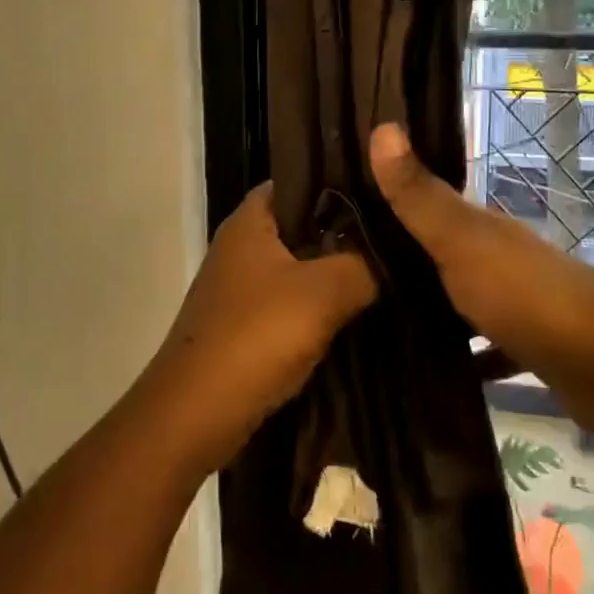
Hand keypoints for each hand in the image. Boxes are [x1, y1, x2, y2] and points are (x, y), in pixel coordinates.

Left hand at [142, 183, 375, 476]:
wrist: (195, 414)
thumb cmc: (255, 337)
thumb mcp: (323, 293)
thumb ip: (364, 264)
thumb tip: (393, 254)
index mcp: (251, 219)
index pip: (301, 179)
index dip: (342, 180)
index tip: (386, 190)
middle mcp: (242, 243)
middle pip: (303, 222)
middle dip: (346, 229)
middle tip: (397, 231)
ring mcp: (241, 284)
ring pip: (300, 264)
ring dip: (335, 269)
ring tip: (388, 266)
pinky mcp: (246, 320)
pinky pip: (291, 298)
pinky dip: (319, 302)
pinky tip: (357, 309)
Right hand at [368, 123, 593, 445]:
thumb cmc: (526, 295)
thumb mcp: (461, 242)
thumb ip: (420, 196)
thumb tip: (381, 126)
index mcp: (482, 227)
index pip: (427, 205)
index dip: (389, 205)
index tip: (341, 218)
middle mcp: (499, 257)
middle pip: (442, 253)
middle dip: (401, 263)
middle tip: (347, 282)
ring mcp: (517, 303)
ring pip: (461, 300)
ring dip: (429, 310)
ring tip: (374, 329)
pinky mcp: (529, 347)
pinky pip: (485, 348)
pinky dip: (463, 357)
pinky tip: (430, 373)